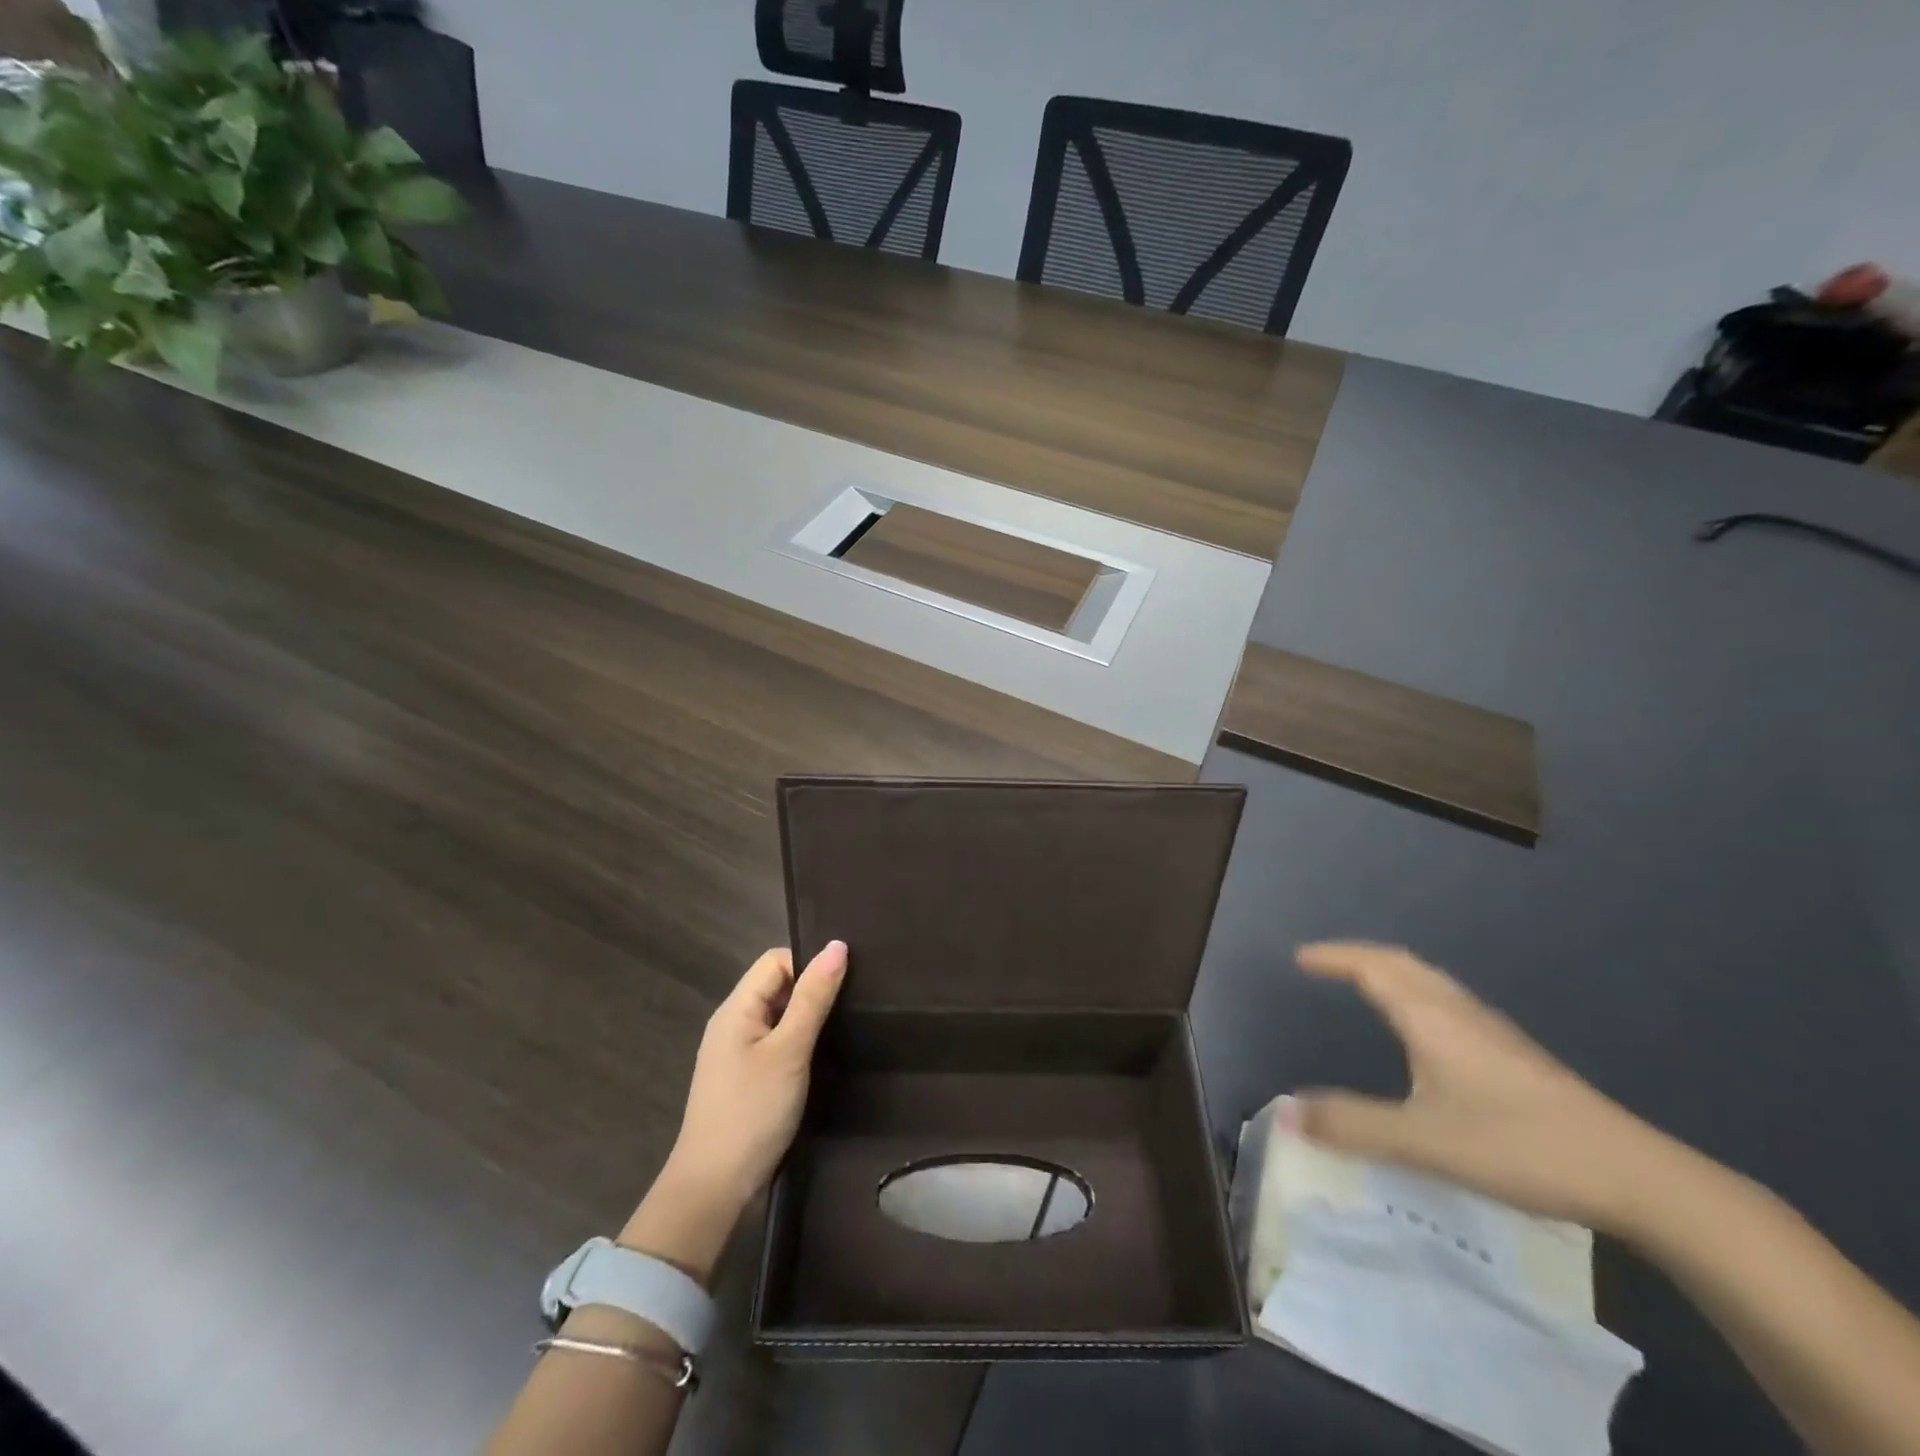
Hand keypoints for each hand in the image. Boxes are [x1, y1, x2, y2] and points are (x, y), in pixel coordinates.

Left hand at [625, 942, 847, 1275]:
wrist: (713, 1190)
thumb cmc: (752, 1112)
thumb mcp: (789, 1051)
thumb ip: (813, 997)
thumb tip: (837, 945)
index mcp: (736, 1008)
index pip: (775, 961)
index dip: (809, 963)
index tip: (846, 980)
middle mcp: (733, 1023)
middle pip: (777, 985)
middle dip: (812, 989)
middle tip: (855, 1002)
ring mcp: (736, 1053)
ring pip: (779, 1016)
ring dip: (808, 1018)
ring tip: (846, 1025)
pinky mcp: (746, 1079)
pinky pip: (776, 1043)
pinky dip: (799, 1043)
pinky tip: (824, 1056)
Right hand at [1289, 941, 1674, 1232]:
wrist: (1636, 1177)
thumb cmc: (1519, 1146)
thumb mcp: (1424, 1141)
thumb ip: (1353, 1126)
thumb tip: (1285, 1112)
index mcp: (1431, 1018)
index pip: (1372, 967)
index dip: (1334, 957)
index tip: (1300, 958)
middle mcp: (1459, 1012)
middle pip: (1402, 963)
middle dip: (1359, 956)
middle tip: (1326, 964)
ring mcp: (1493, 1032)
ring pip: (1430, 981)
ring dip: (1391, 972)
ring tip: (1365, 984)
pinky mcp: (1515, 1056)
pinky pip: (1449, 1001)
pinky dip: (1417, 994)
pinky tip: (1426, 1030)